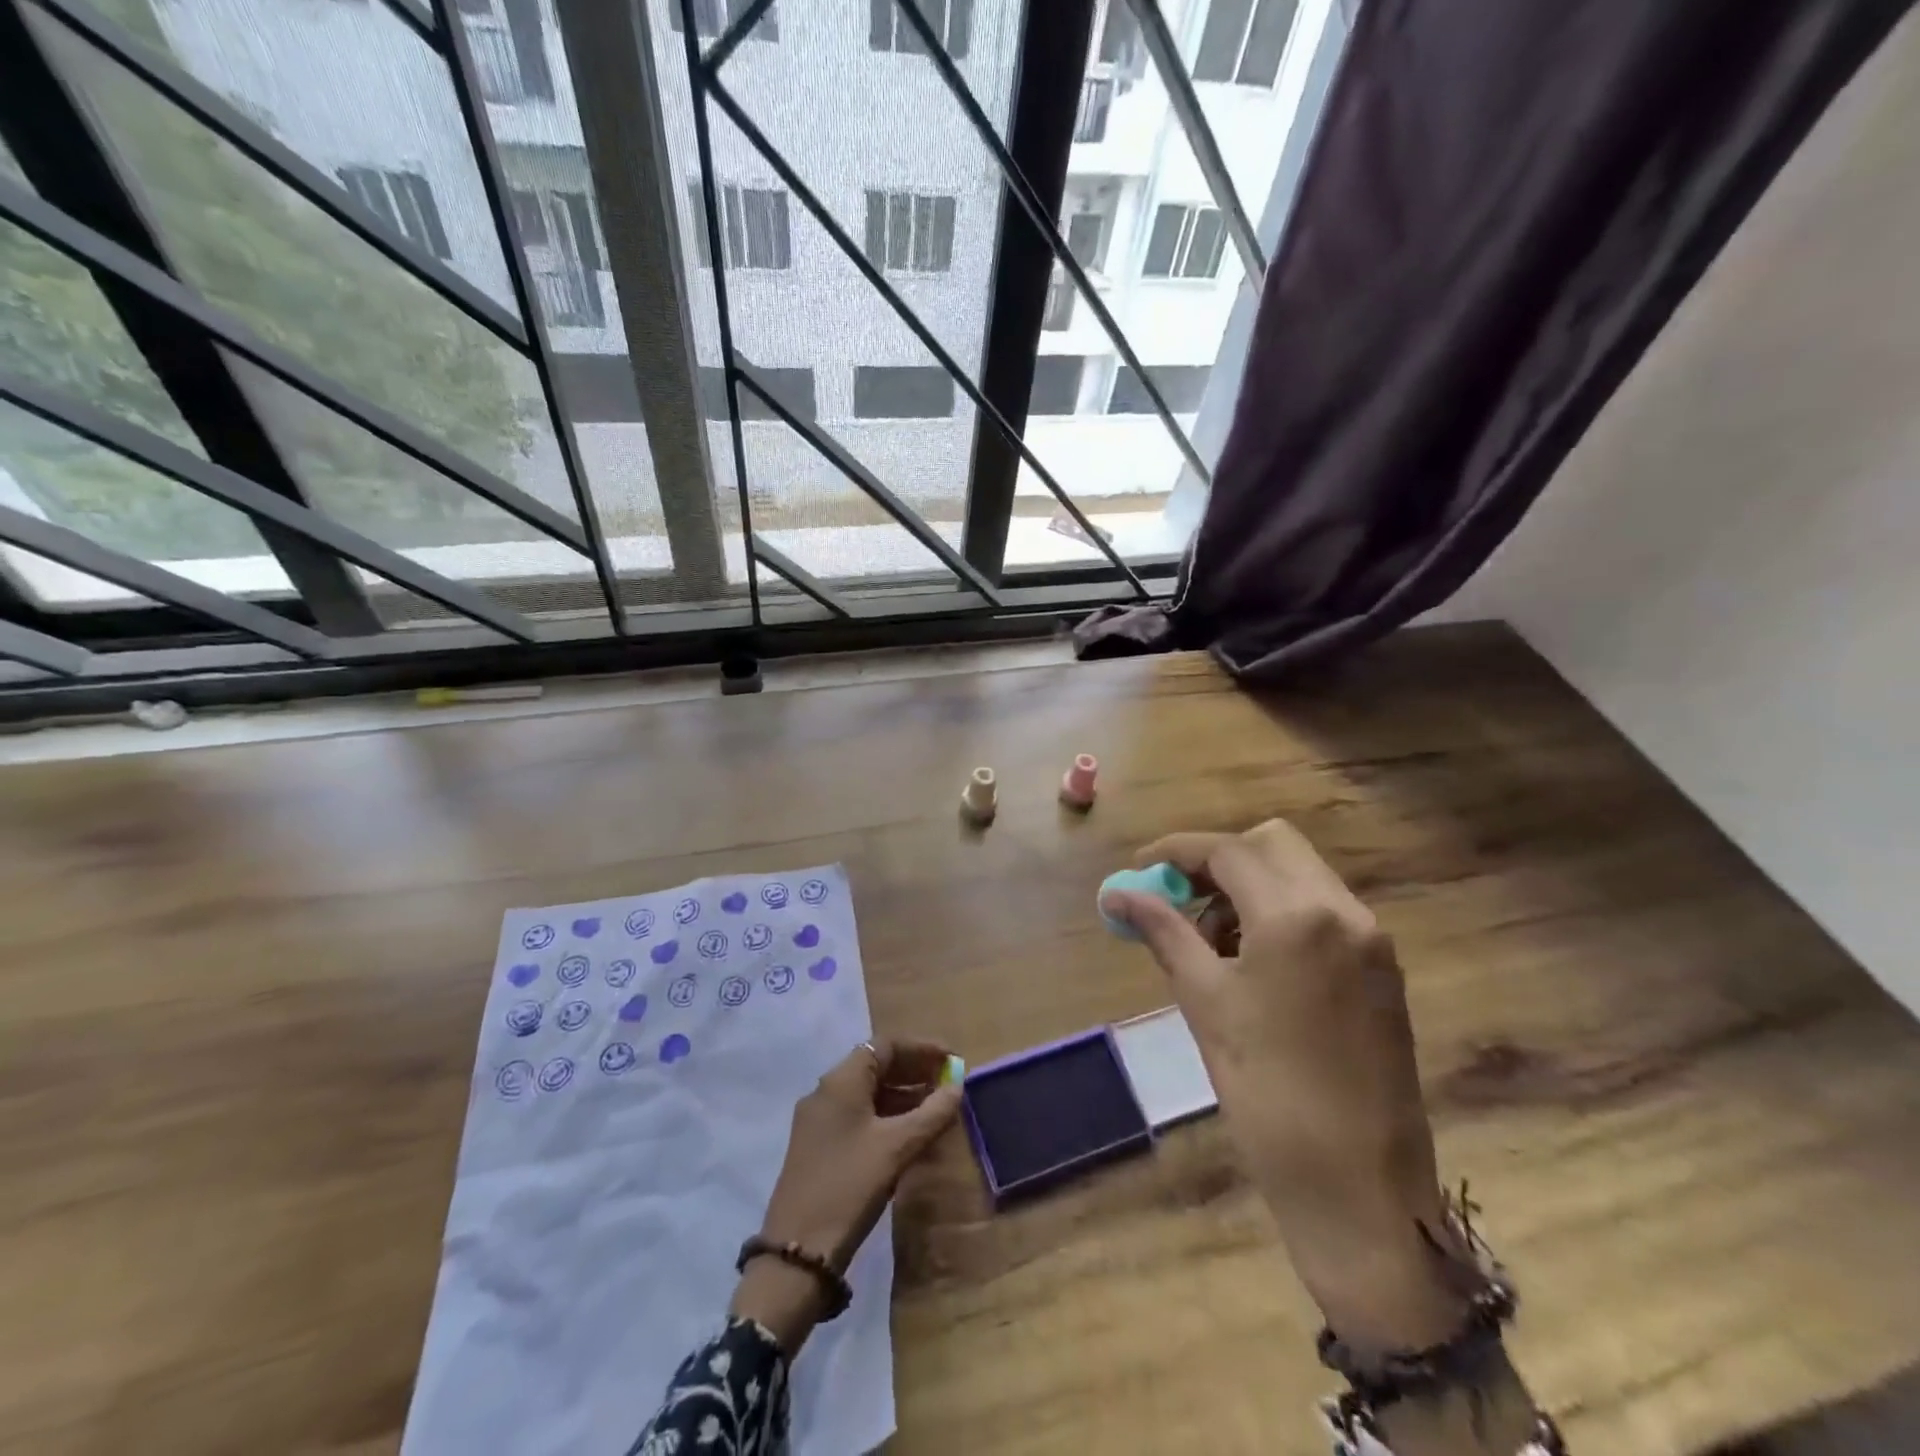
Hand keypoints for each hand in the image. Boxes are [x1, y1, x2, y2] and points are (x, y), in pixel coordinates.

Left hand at [731, 1039, 961, 1351]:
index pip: (885, 1045)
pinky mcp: (819, 1146)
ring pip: (868, 1093)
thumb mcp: (897, 1148)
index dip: (921, 1048)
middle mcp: (826, 1091)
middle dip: (914, 1071)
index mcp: (841, 1080)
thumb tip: (957, 1086)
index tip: (952, 1059)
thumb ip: (931, 1114)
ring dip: (903, 1096)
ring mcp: (820, 1120)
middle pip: (876, 1066)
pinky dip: (887, 1117)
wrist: (797, 1253)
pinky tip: (912, 1136)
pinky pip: (859, 1116)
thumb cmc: (849, 1186)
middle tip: (948, 1083)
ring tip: (937, 1109)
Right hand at [1102, 820, 1470, 1354]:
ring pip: (1300, 873)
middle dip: (1218, 860)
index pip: (1228, 851)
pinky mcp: (1383, 968)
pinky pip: (1322, 910)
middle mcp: (1343, 911)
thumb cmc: (1267, 1093)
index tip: (1140, 870)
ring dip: (1249, 885)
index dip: (1176, 852)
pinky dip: (1280, 912)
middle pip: (1272, 844)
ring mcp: (1371, 939)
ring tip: (1208, 940)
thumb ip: (1163, 933)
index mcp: (1297, 917)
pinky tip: (1251, 961)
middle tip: (1178, 897)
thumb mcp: (1205, 1003)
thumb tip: (1116, 893)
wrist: (1360, 1189)